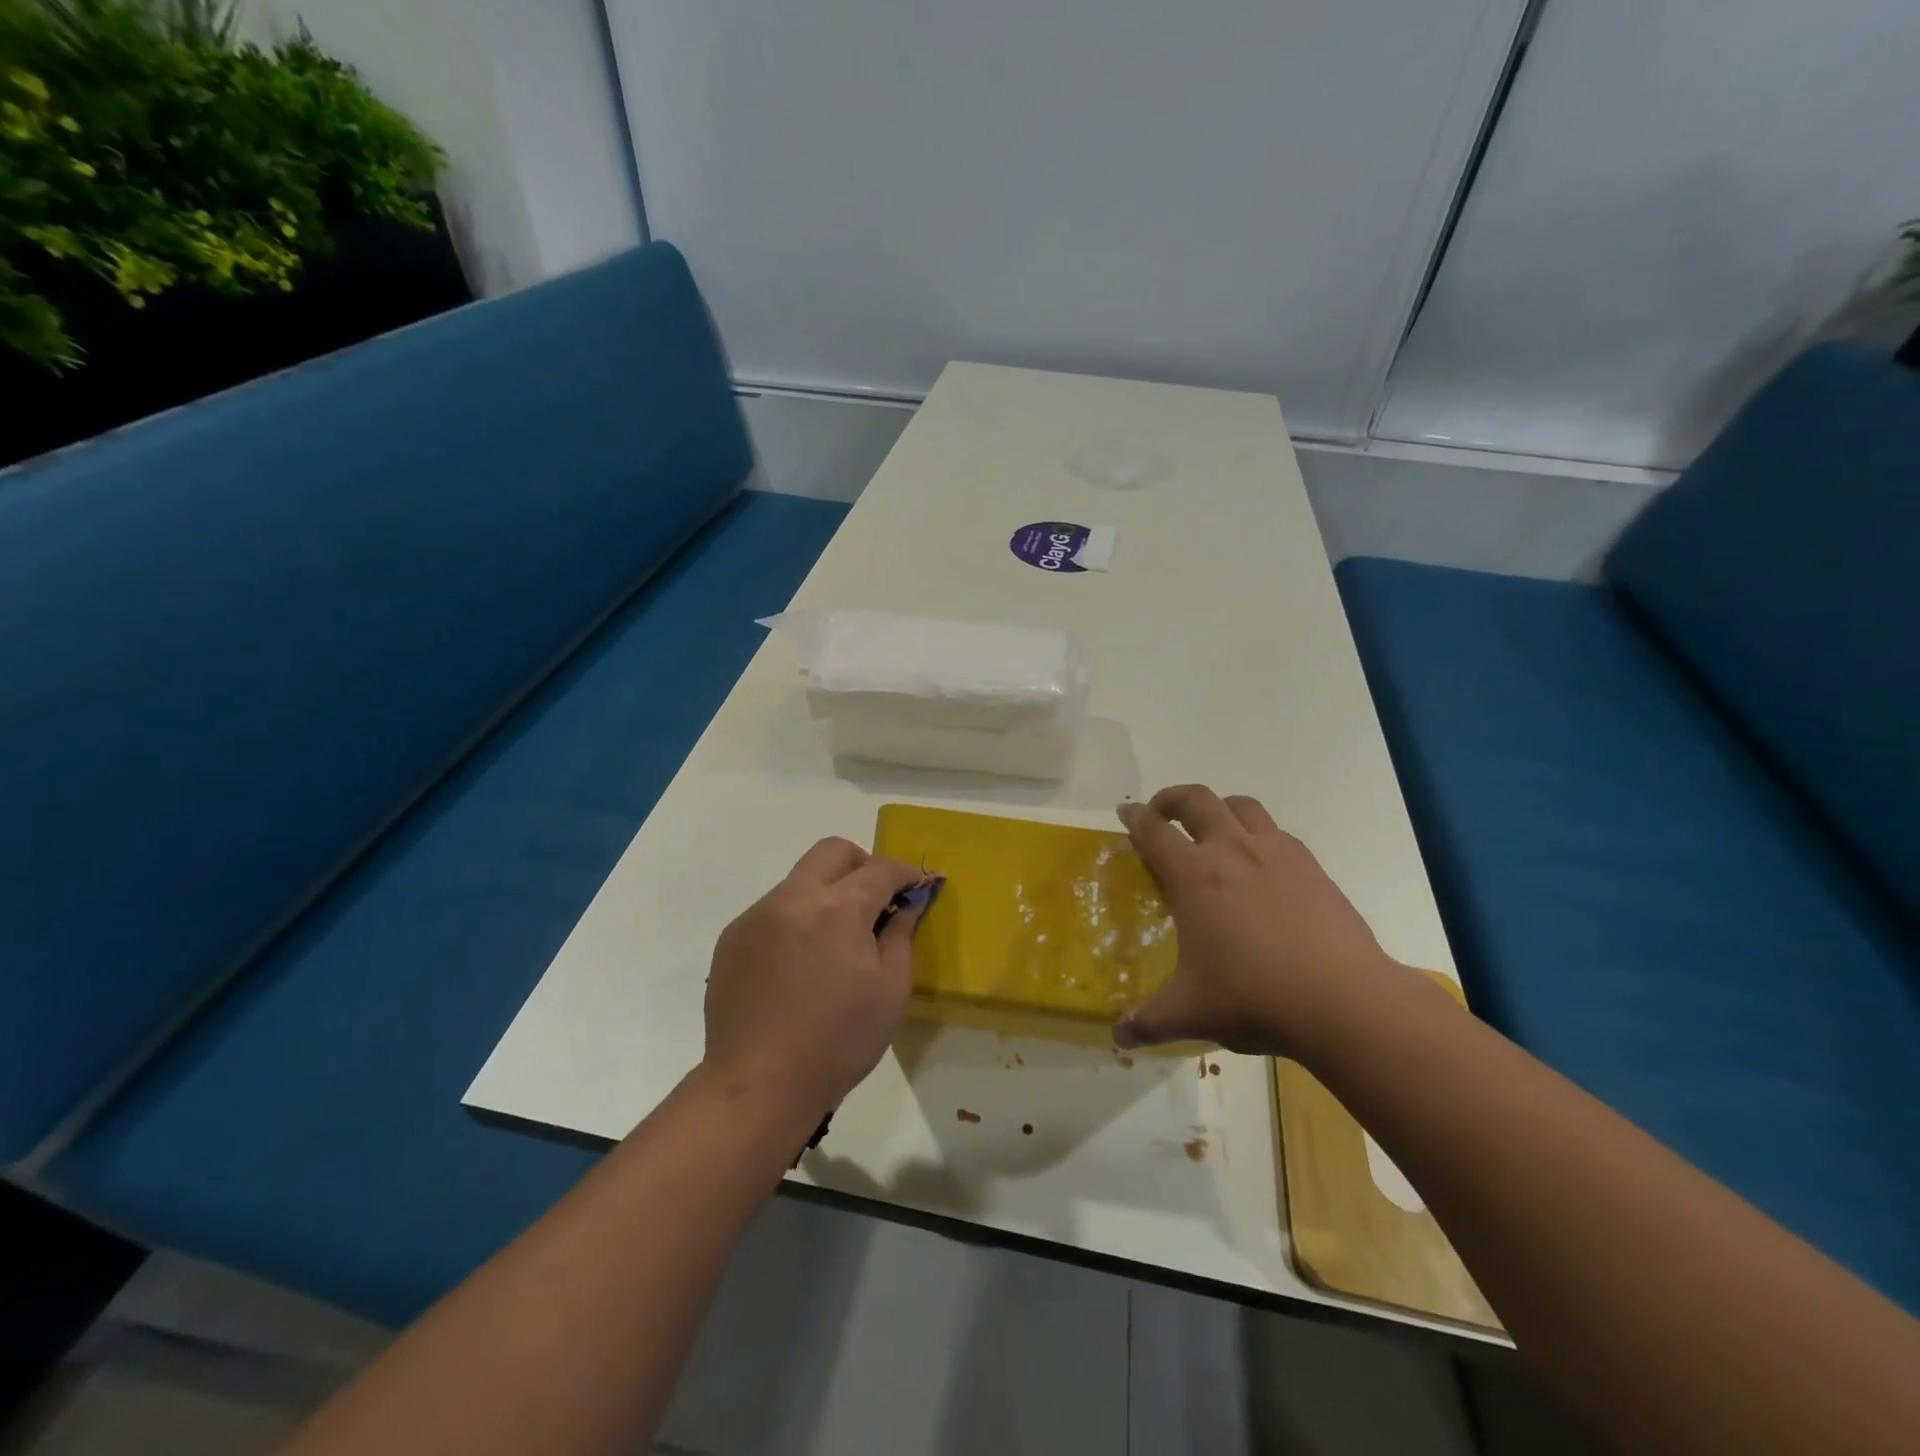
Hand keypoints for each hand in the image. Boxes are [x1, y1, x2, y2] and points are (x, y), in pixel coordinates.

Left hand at [703, 838, 931, 1124]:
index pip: (880, 869)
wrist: (758, 1085)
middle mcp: (793, 898)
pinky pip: (774, 910)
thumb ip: (901, 935)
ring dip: (827, 894)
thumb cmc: (837, 1041)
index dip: (906, 873)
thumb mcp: (890, 991)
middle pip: (833, 851)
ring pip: (801, 880)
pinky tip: (799, 965)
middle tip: (877, 901)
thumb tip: (907, 903)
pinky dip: (797, 920)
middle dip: (863, 865)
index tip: (921, 885)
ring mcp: (756, 915)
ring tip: (835, 942)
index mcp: (837, 909)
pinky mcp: (733, 938)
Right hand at [1113, 786, 1417, 1057]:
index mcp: (1194, 876)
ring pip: (1242, 805)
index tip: (1125, 813)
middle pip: (1196, 800)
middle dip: (1172, 798)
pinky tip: (1260, 864)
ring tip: (1212, 828)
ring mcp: (1276, 853)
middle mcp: (1232, 851)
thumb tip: (1119, 1038)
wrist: (1344, 1002)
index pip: (1153, 831)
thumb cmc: (1254, 998)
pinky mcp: (1312, 867)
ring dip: (1218, 808)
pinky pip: (1277, 832)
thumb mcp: (1190, 1013)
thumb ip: (1148, 1022)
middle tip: (1161, 813)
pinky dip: (1258, 833)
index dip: (1134, 818)